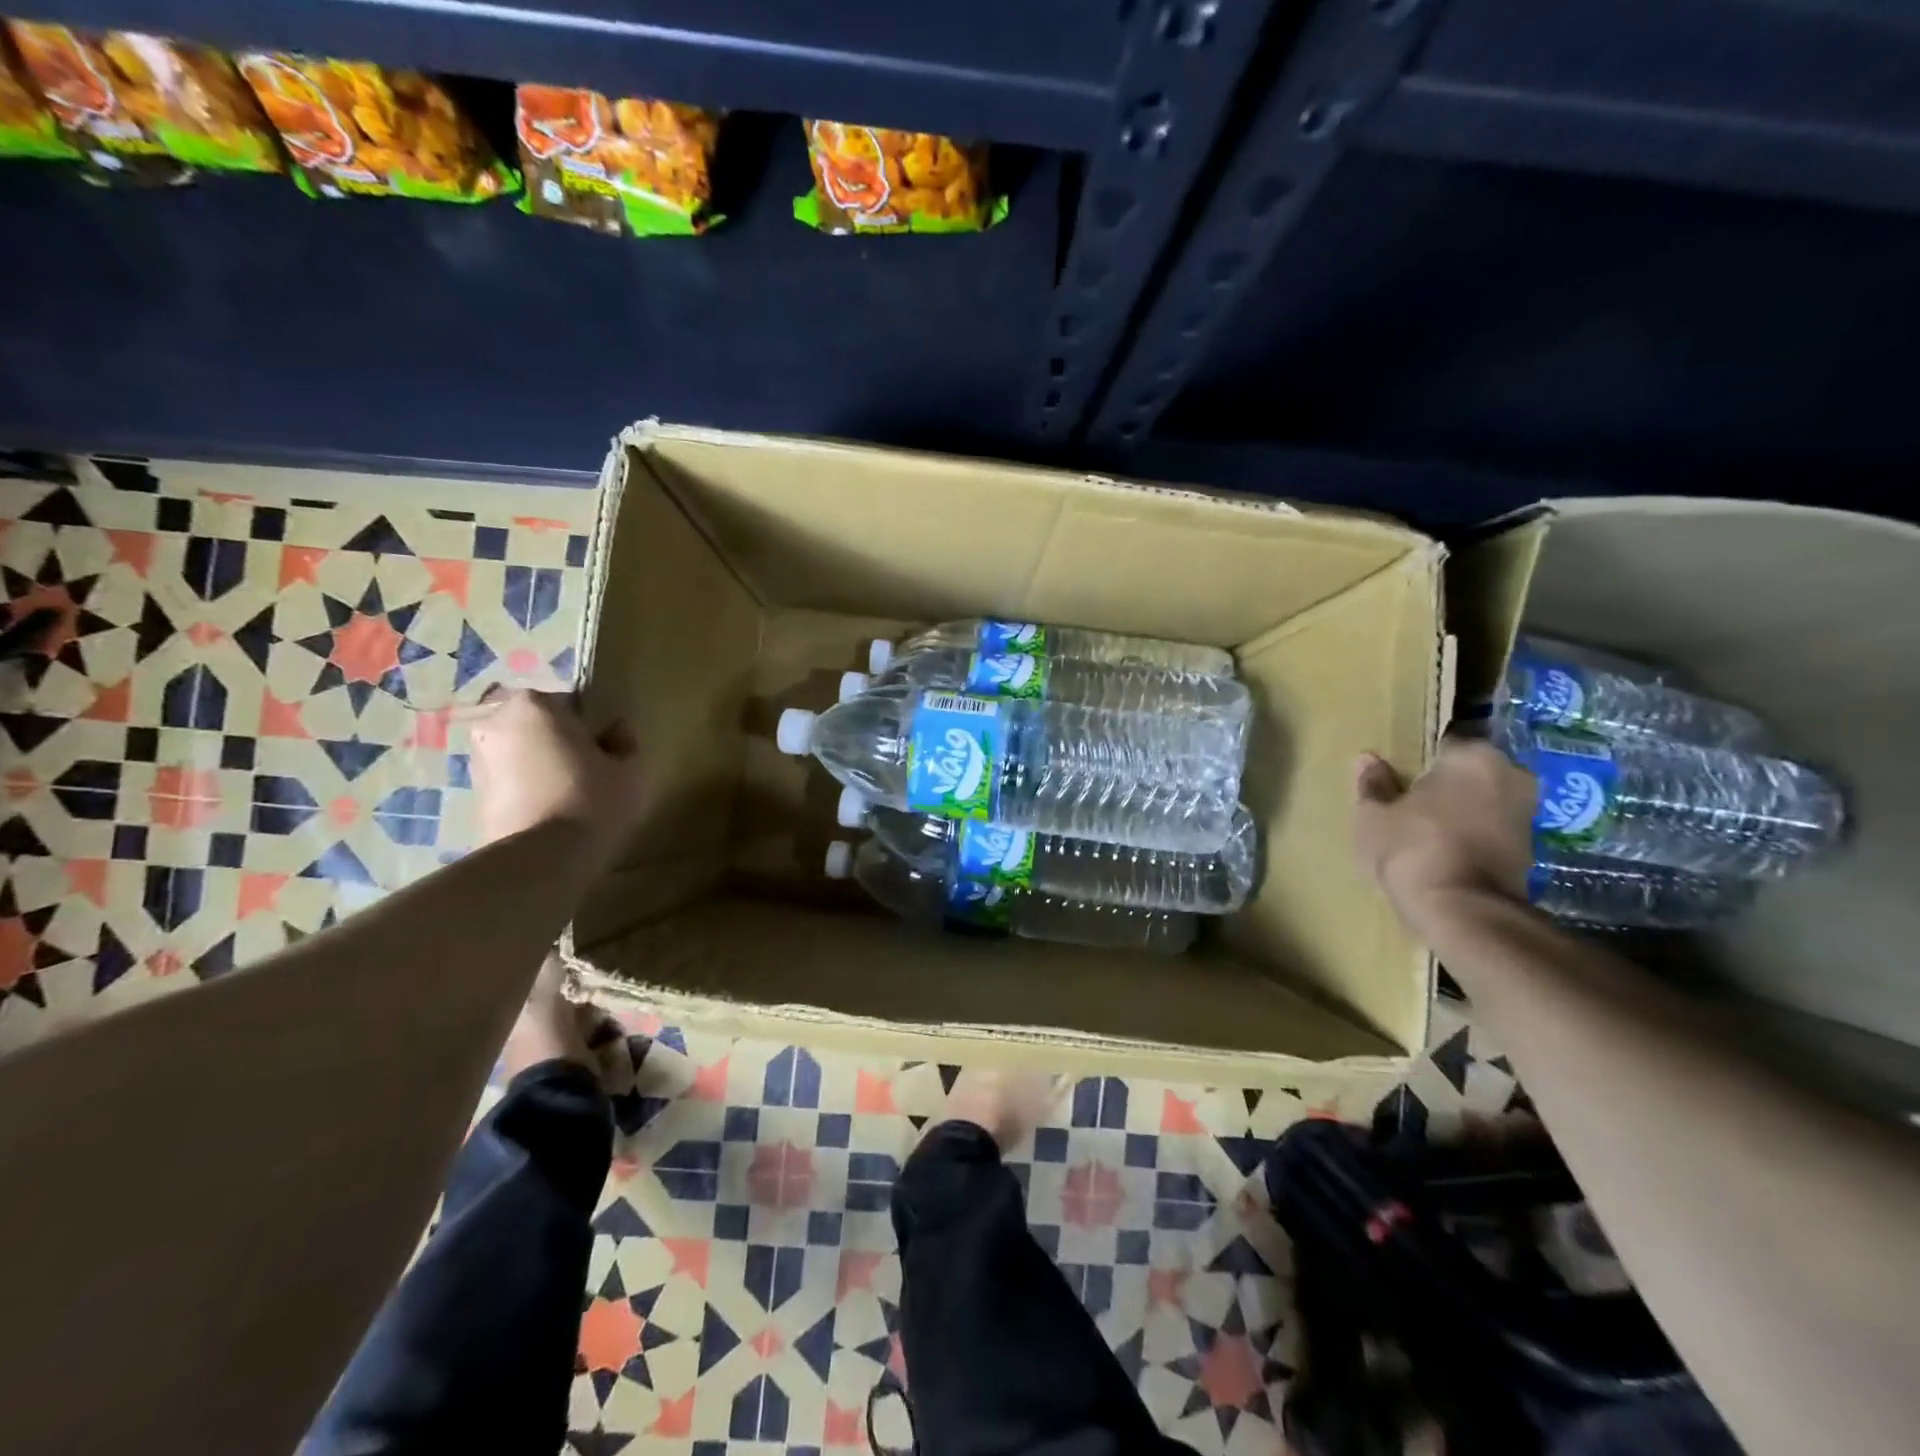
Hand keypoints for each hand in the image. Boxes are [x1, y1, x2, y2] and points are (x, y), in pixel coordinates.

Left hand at [469, 689, 641, 860]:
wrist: (542, 858)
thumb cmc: (592, 799)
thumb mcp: (630, 768)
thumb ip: (624, 742)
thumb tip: (615, 731)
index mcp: (535, 706)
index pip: (569, 704)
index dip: (590, 727)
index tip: (604, 750)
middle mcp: (495, 724)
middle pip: (537, 727)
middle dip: (557, 743)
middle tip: (586, 772)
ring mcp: (477, 761)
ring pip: (520, 755)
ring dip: (539, 767)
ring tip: (568, 797)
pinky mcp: (472, 797)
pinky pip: (509, 783)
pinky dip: (526, 791)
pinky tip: (549, 814)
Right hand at [1352, 739, 1534, 922]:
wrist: (1462, 910)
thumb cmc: (1412, 848)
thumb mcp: (1374, 815)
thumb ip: (1373, 784)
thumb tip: (1368, 760)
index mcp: (1472, 756)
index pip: (1443, 742)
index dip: (1419, 757)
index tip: (1400, 772)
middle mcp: (1510, 774)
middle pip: (1469, 770)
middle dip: (1445, 781)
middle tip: (1411, 797)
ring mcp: (1526, 812)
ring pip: (1484, 799)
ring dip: (1461, 807)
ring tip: (1426, 823)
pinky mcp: (1531, 847)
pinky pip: (1492, 826)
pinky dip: (1473, 832)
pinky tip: (1445, 845)